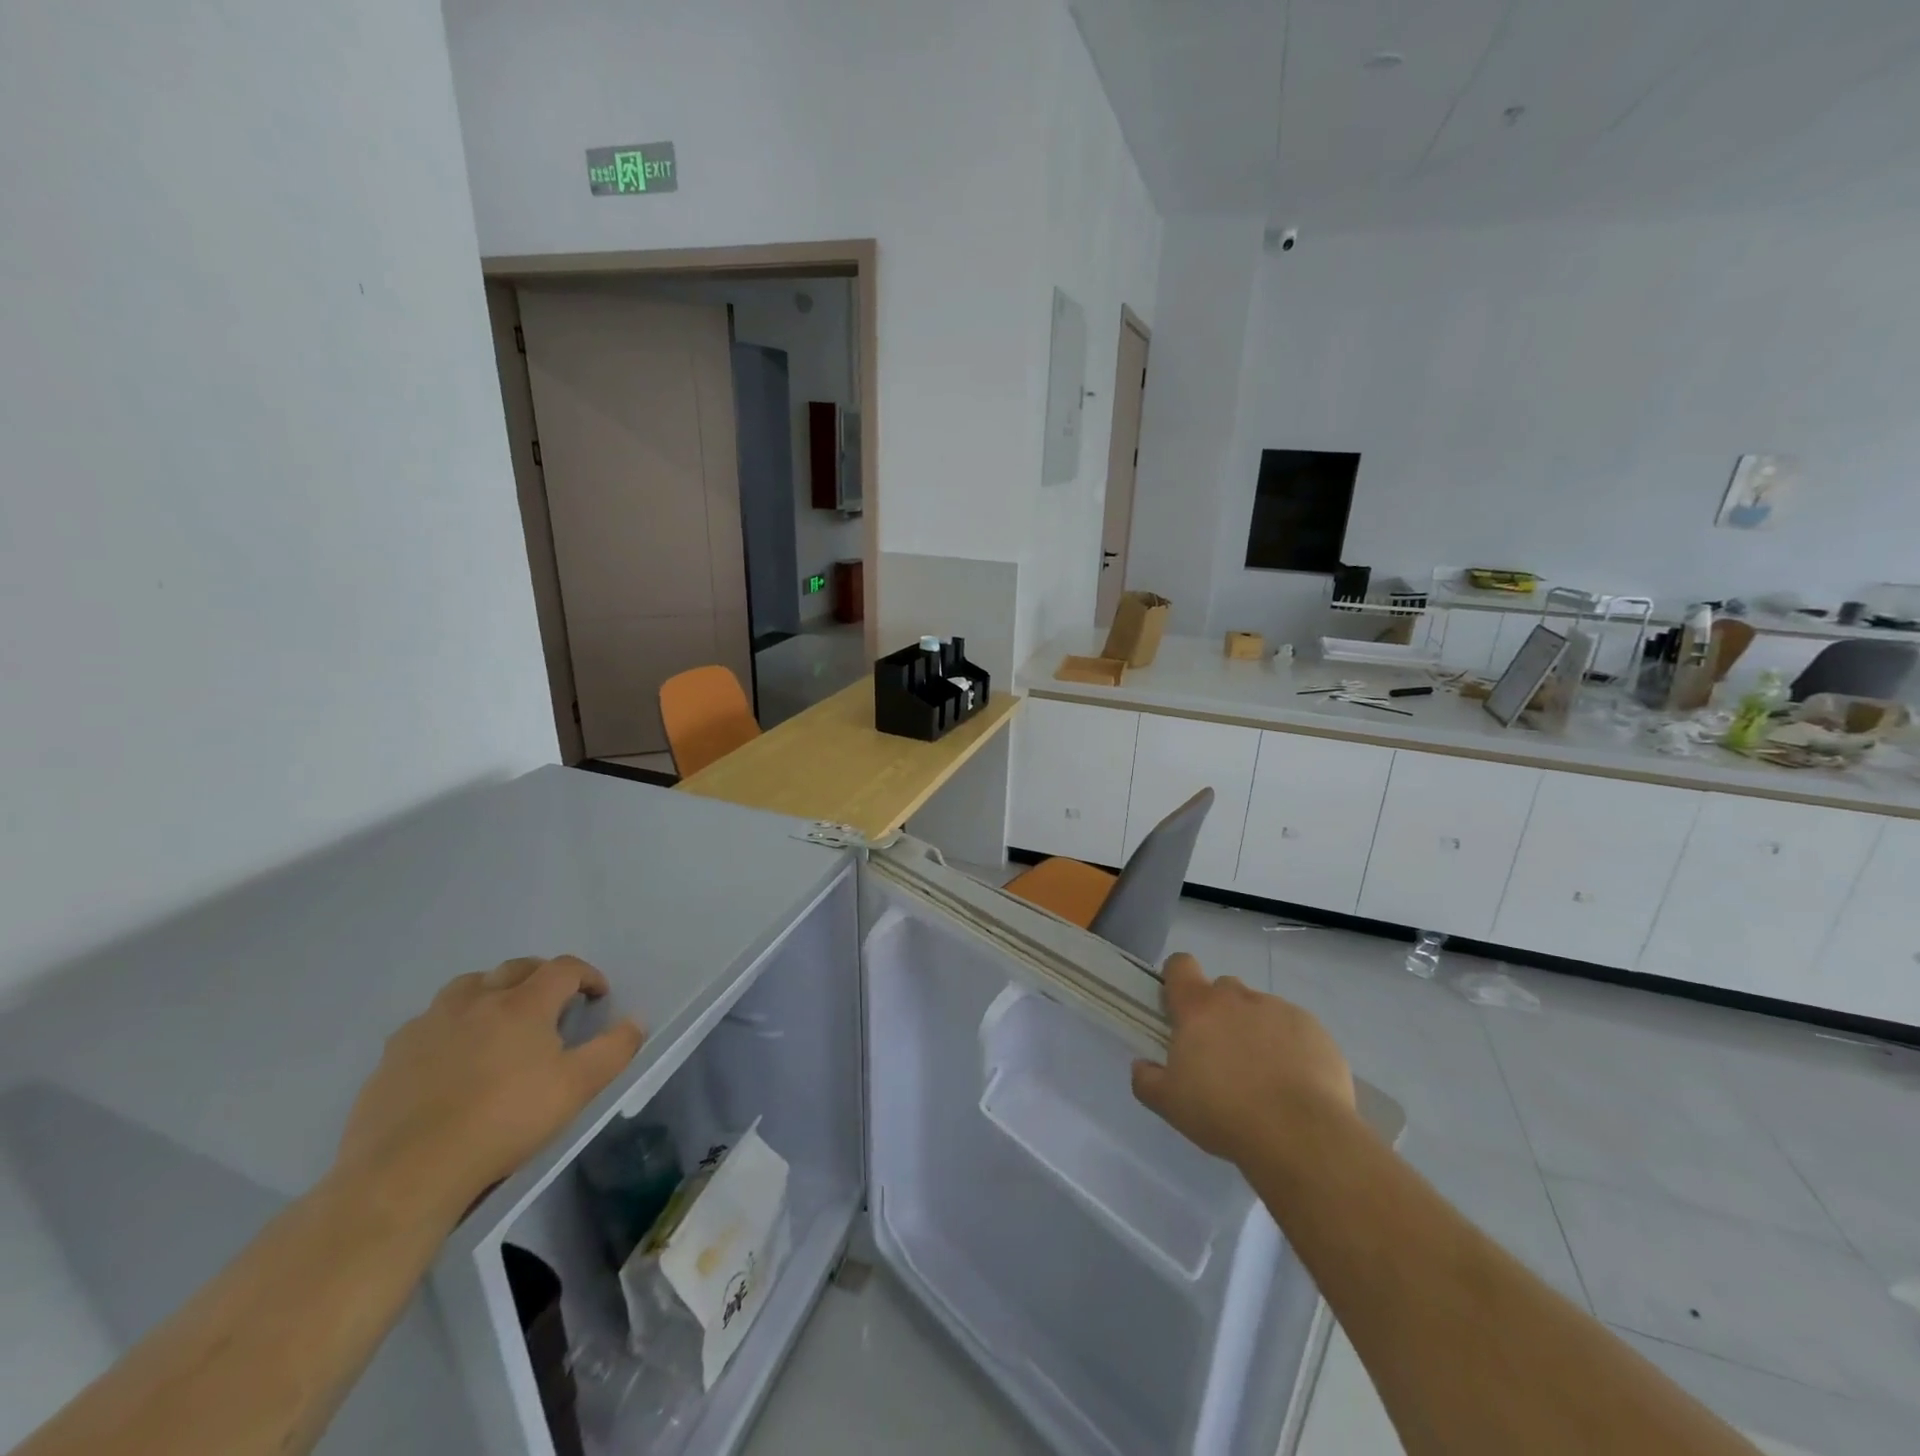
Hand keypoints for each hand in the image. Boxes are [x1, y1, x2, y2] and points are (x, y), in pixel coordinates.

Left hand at [337, 956, 644, 1219]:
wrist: (407, 1172)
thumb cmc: (504, 1122)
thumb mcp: (577, 1089)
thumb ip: (614, 1049)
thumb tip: (635, 1021)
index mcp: (523, 1003)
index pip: (564, 968)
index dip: (587, 975)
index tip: (598, 996)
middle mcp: (476, 1000)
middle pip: (516, 968)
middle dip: (542, 977)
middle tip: (554, 1003)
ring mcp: (430, 1023)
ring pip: (468, 986)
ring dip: (493, 991)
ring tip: (501, 1020)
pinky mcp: (393, 1053)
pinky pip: (430, 1021)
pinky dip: (451, 1024)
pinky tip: (453, 1055)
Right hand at [1131, 953, 1354, 1167]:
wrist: (1301, 1135)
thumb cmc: (1224, 1113)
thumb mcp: (1170, 1104)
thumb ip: (1146, 1080)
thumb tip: (1141, 1066)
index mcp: (1198, 1008)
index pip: (1180, 965)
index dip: (1177, 978)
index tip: (1178, 1006)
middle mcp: (1238, 998)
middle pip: (1222, 988)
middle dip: (1219, 1012)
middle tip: (1221, 1053)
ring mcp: (1280, 1010)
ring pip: (1260, 1009)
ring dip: (1255, 1030)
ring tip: (1263, 1075)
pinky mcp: (1315, 1030)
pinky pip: (1295, 1029)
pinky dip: (1290, 1047)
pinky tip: (1295, 1083)